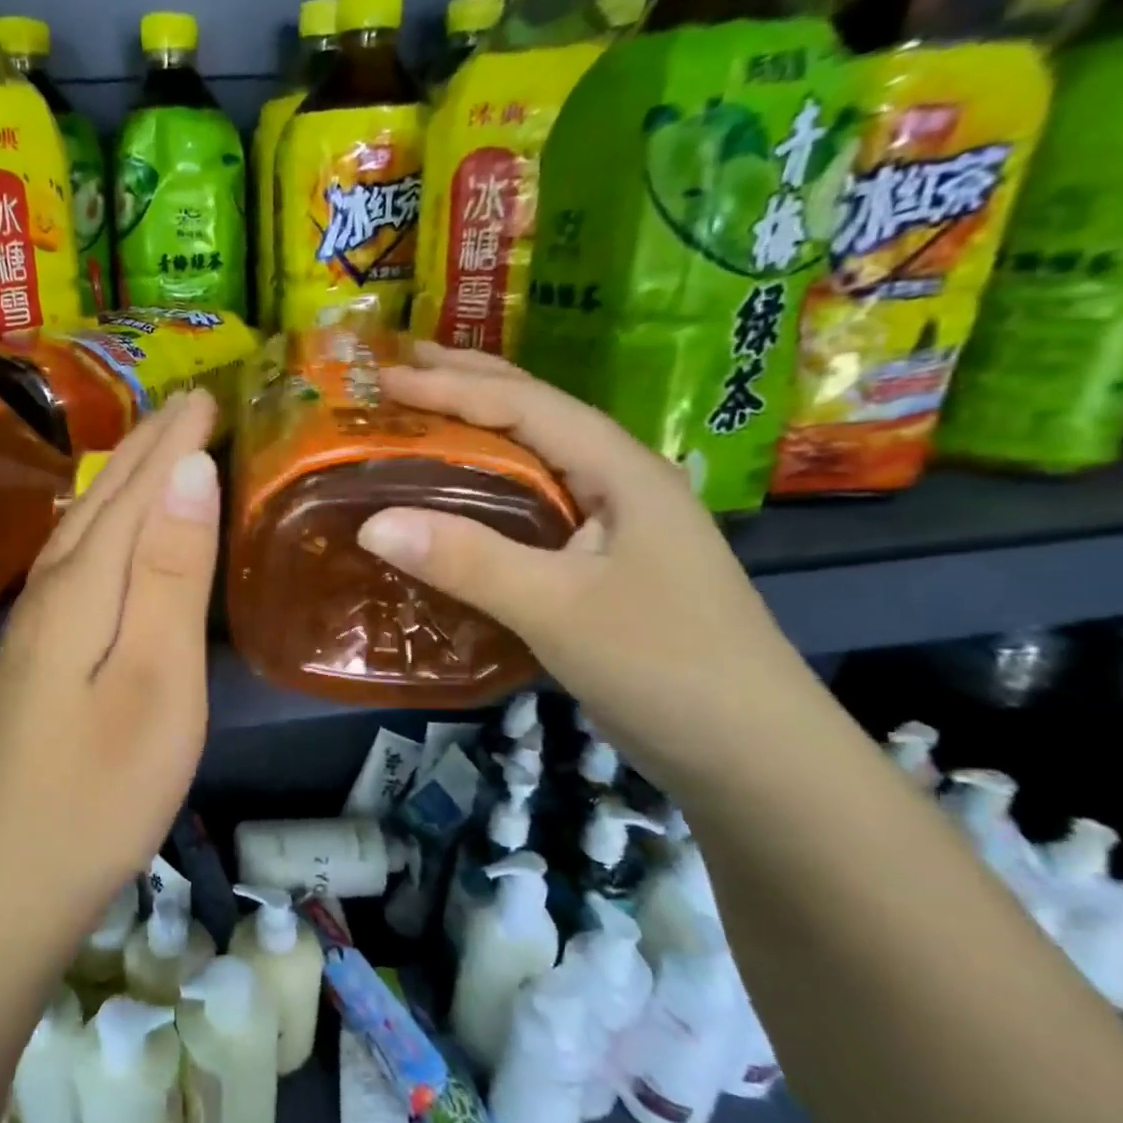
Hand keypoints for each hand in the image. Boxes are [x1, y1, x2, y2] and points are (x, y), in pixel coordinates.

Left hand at [0, 390, 220, 909]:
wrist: (10, 874)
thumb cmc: (102, 784)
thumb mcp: (157, 678)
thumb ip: (172, 573)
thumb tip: (188, 470)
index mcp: (85, 584)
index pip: (137, 489)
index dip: (174, 440)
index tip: (210, 394)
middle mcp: (54, 587)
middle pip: (105, 498)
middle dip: (148, 446)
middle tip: (189, 403)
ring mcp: (41, 622)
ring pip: (86, 526)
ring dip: (124, 479)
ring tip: (157, 448)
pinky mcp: (43, 653)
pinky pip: (80, 558)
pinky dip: (107, 524)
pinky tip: (110, 531)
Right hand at [353, 345, 821, 785]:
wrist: (751, 754)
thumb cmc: (665, 666)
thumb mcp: (559, 609)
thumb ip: (469, 561)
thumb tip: (371, 522)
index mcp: (623, 471)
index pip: (528, 406)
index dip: (453, 387)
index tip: (385, 379)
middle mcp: (622, 483)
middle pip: (538, 416)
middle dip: (470, 384)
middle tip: (400, 368)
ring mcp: (616, 527)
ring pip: (536, 461)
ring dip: (478, 432)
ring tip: (422, 417)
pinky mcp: (602, 567)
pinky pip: (532, 510)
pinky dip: (487, 491)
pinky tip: (461, 501)